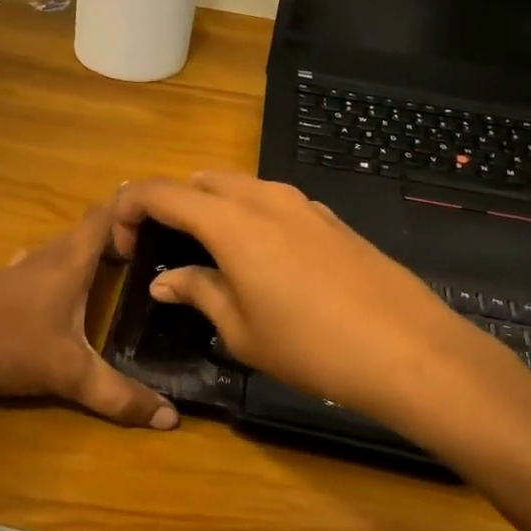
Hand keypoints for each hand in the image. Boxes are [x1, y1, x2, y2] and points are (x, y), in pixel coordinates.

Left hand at [0, 204, 177, 429]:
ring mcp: (17, 269)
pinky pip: (35, 265)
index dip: (130, 207)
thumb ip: (119, 396)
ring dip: (84, 249)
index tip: (159, 206)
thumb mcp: (70, 375)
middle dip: (115, 232)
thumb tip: (171, 418)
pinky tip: (51, 282)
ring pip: (59, 248)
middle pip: (84, 231)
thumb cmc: (9, 346)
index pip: (104, 217)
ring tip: (111, 262)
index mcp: (70, 262)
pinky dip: (54, 267)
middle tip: (146, 244)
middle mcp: (46, 256)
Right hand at [112, 173, 518, 428]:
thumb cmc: (311, 346)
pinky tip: (260, 259)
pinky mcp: (331, 219)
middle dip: (171, 203)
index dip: (130, 208)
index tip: (121, 242)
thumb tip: (165, 281)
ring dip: (211, 207)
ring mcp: (303, 204)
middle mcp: (264, 198)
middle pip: (200, 181)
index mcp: (231, 222)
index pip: (161, 192)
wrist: (409, 350)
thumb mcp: (242, 329)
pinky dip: (249, 216)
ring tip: (206, 252)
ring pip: (240, 187)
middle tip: (161, 245)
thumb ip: (199, 292)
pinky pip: (274, 202)